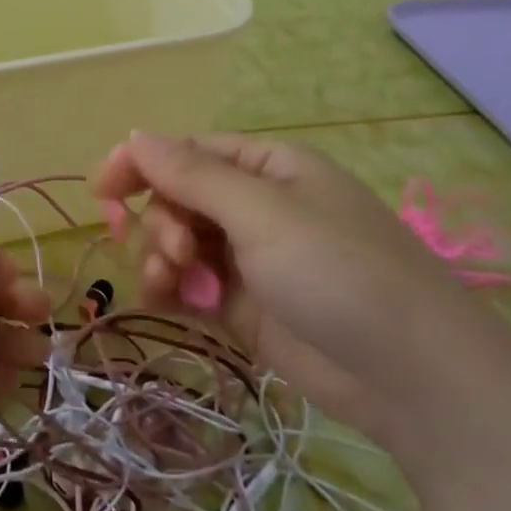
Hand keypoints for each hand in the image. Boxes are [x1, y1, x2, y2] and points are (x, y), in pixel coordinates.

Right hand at [92, 132, 476, 447]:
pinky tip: (167, 301)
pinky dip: (172, 290)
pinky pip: (191, 286)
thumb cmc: (338, 270)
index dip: (141, 164)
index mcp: (268, 167)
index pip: (188, 151)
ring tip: (173, 282)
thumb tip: (134, 134)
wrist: (410, 376)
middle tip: (176, 252)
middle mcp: (257, 206)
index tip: (100, 189)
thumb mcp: (262, 212)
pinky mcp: (245, 306)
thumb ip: (192, 174)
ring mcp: (251, 258)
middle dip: (163, 221)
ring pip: (180, 243)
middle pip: (179, 197)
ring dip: (162, 257)